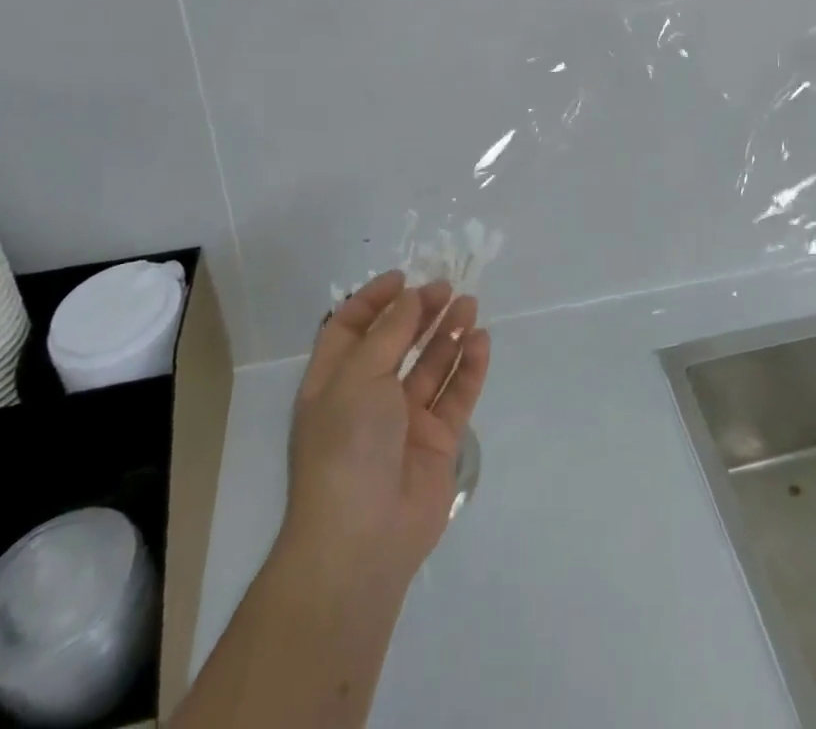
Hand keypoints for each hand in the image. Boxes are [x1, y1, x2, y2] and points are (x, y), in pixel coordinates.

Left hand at [281, 271, 490, 597]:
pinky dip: (469, 367)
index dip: (374, 300)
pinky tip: (481, 341)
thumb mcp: (359, 376)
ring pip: (431, 365)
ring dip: (449, 333)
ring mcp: (405, 420)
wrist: (362, 538)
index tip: (404, 277)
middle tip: (447, 287)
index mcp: (334, 382)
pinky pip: (455, 395)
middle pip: (397, 342)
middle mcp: (369, 397)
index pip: (351, 329)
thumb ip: (390, 332)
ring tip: (470, 304)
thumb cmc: (346, 445)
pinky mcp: (437, 442)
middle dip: (420, 312)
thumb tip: (411, 296)